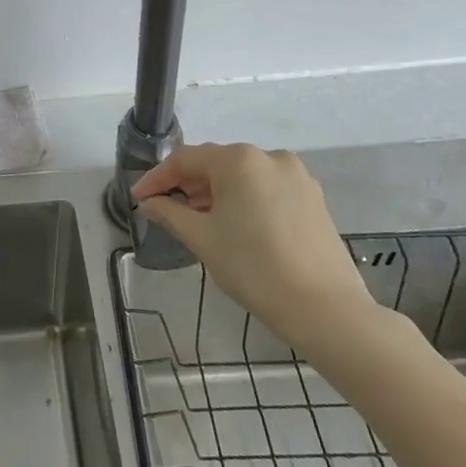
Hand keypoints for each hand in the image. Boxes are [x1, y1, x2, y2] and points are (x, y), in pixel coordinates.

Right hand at [132, 144, 381, 356]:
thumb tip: (150, 203)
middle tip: (166, 209)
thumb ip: (170, 213)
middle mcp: (268, 156)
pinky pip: (267, 187)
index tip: (139, 199)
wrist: (326, 310)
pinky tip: (236, 224)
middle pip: (215, 163)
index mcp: (238, 160)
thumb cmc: (254, 269)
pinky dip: (245, 199)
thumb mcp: (203, 239)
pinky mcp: (313, 197)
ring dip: (216, 192)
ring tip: (199, 219)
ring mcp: (296, 175)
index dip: (157, 178)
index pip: (185, 159)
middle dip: (188, 184)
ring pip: (243, 175)